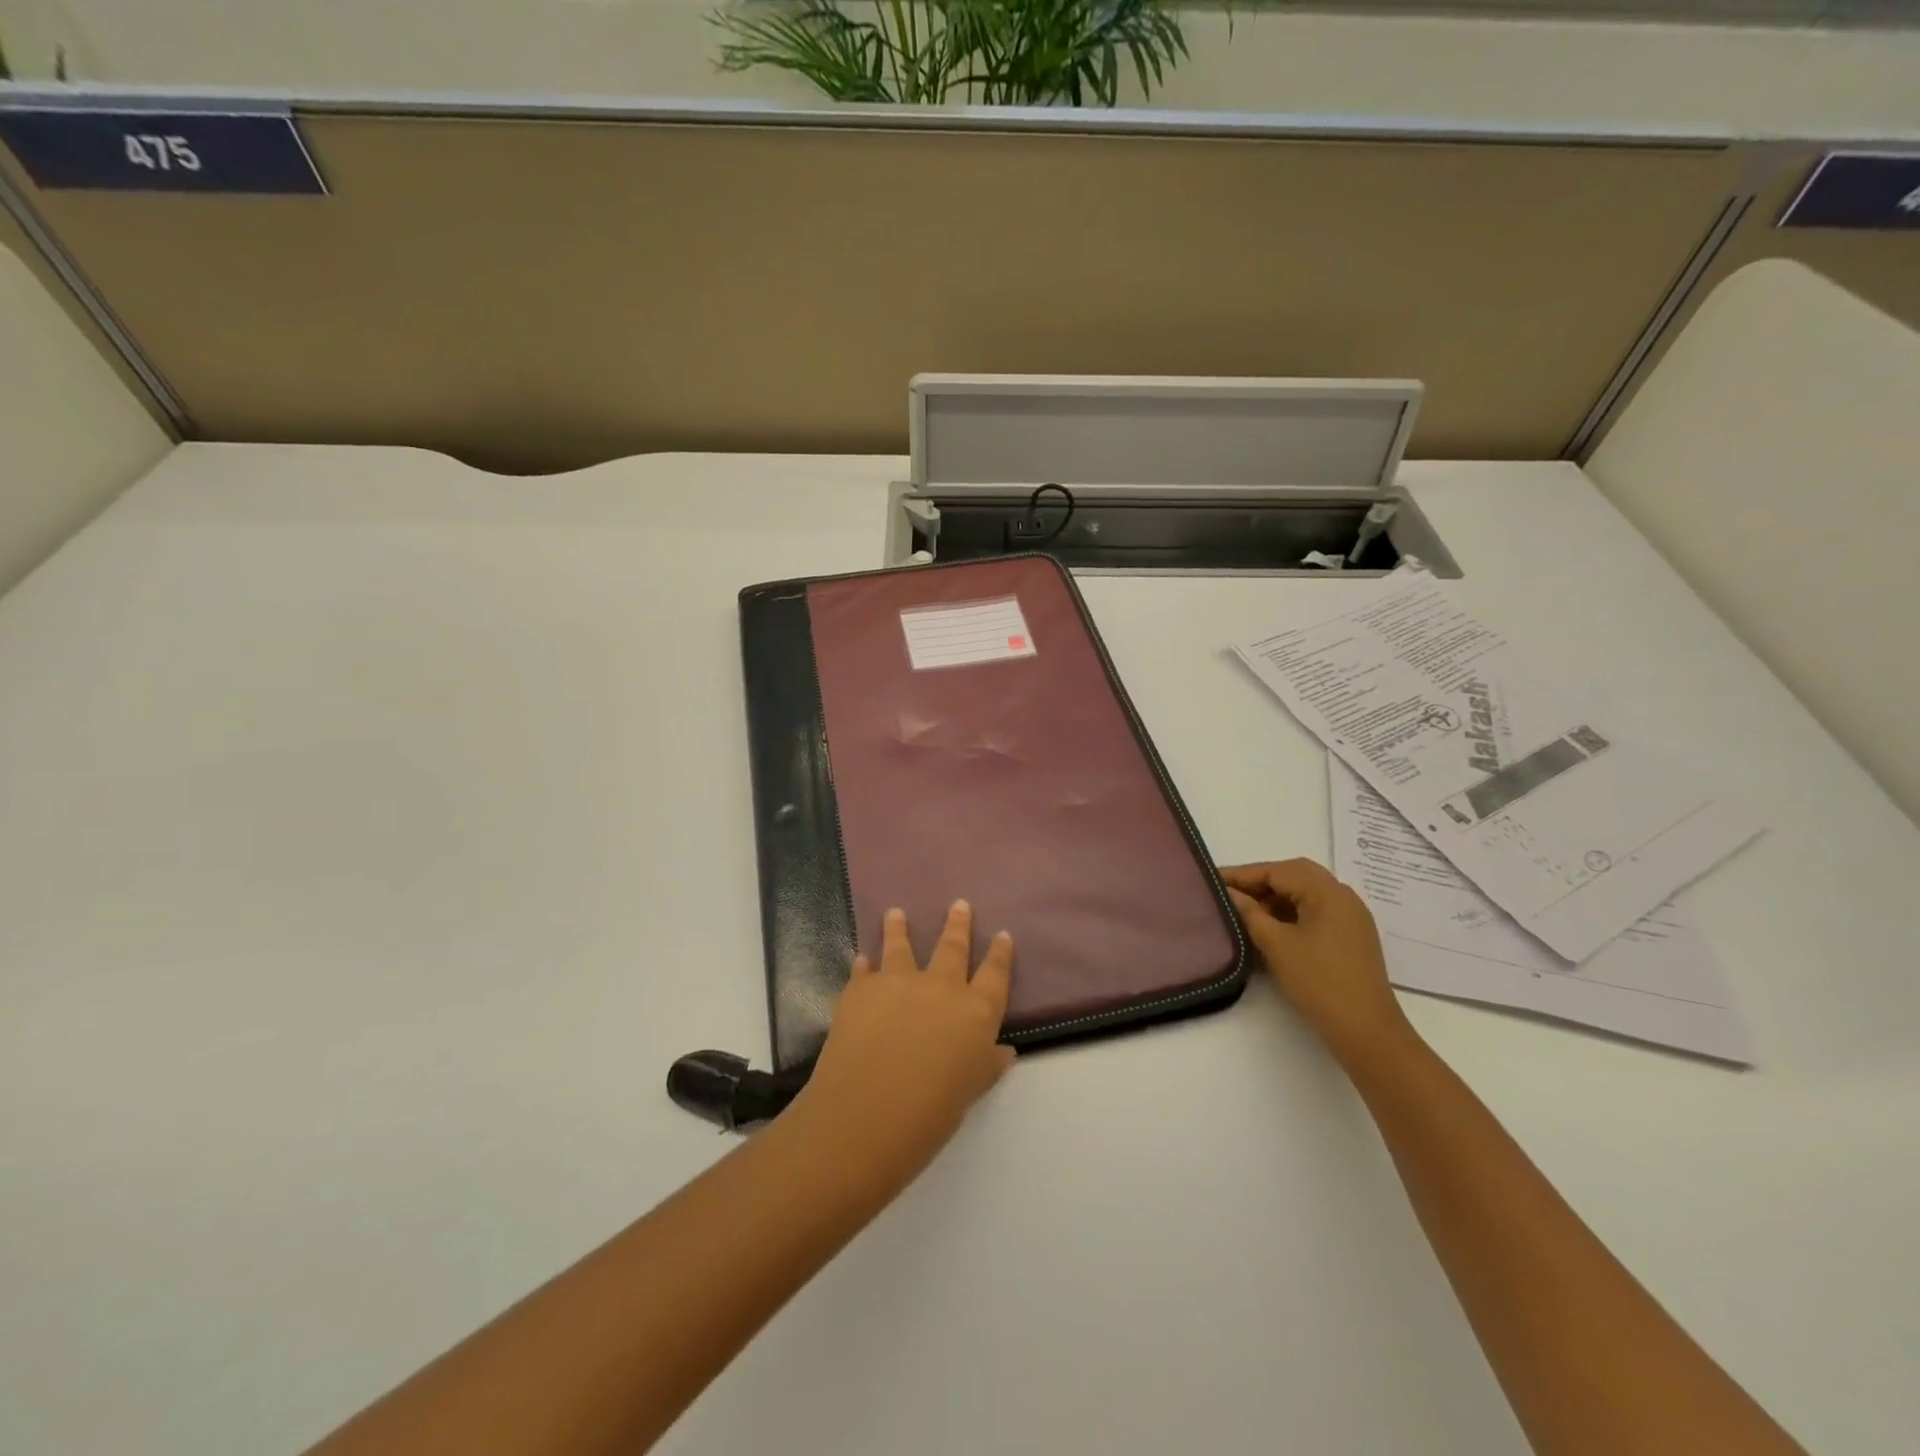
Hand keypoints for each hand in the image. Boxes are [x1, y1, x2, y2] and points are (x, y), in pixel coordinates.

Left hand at [796, 901, 1015, 1169]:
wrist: (867, 1113)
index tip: (1003, 935)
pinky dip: (864, 965)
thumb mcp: (971, 1091)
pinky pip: (864, 971)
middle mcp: (940, 986)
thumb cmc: (931, 1112)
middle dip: (958, 925)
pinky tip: (862, 960)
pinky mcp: (861, 989)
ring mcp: (898, 982)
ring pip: (901, 946)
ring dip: (900, 928)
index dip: (1000, 954)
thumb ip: (987, 1064)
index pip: (995, 974)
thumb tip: (1004, 1050)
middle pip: (952, 947)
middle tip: (959, 904)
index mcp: (975, 1011)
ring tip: (896, 912)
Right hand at [1220, 859, 1411, 1061]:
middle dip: (1260, 881)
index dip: (1243, 874)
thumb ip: (1249, 912)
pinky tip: (1272, 928)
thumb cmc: (1318, 981)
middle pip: (1294, 875)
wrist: (1366, 1030)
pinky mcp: (1351, 937)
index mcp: (1327, 891)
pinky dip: (1291, 912)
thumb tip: (1229, 893)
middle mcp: (1343, 896)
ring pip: (1306, 893)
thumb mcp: (1276, 944)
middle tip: (1230, 892)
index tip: (1212, 878)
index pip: (1277, 871)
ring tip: (1246, 911)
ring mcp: (1351, 917)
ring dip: (1275, 897)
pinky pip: (1316, 911)